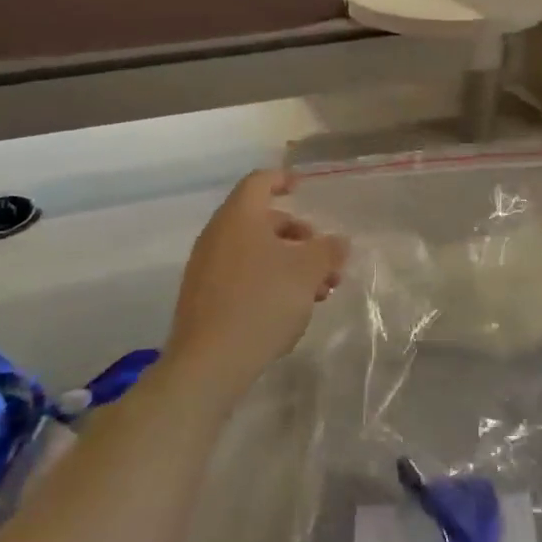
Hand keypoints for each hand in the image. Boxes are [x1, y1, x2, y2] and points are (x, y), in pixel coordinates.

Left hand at [164, 170, 347, 398]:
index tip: (303, 187)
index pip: (259, 182)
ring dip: (288, 264)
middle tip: (326, 261)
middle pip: (262, 221)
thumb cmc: (261, 302)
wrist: (209, 362)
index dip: (282, 179)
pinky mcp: (203, 297)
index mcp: (238, 217)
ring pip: (255, 252)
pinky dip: (268, 281)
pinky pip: (241, 275)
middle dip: (299, 236)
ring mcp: (206, 267)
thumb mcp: (307, 273)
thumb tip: (338, 242)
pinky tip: (289, 310)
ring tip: (317, 292)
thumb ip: (327, 251)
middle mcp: (217, 235)